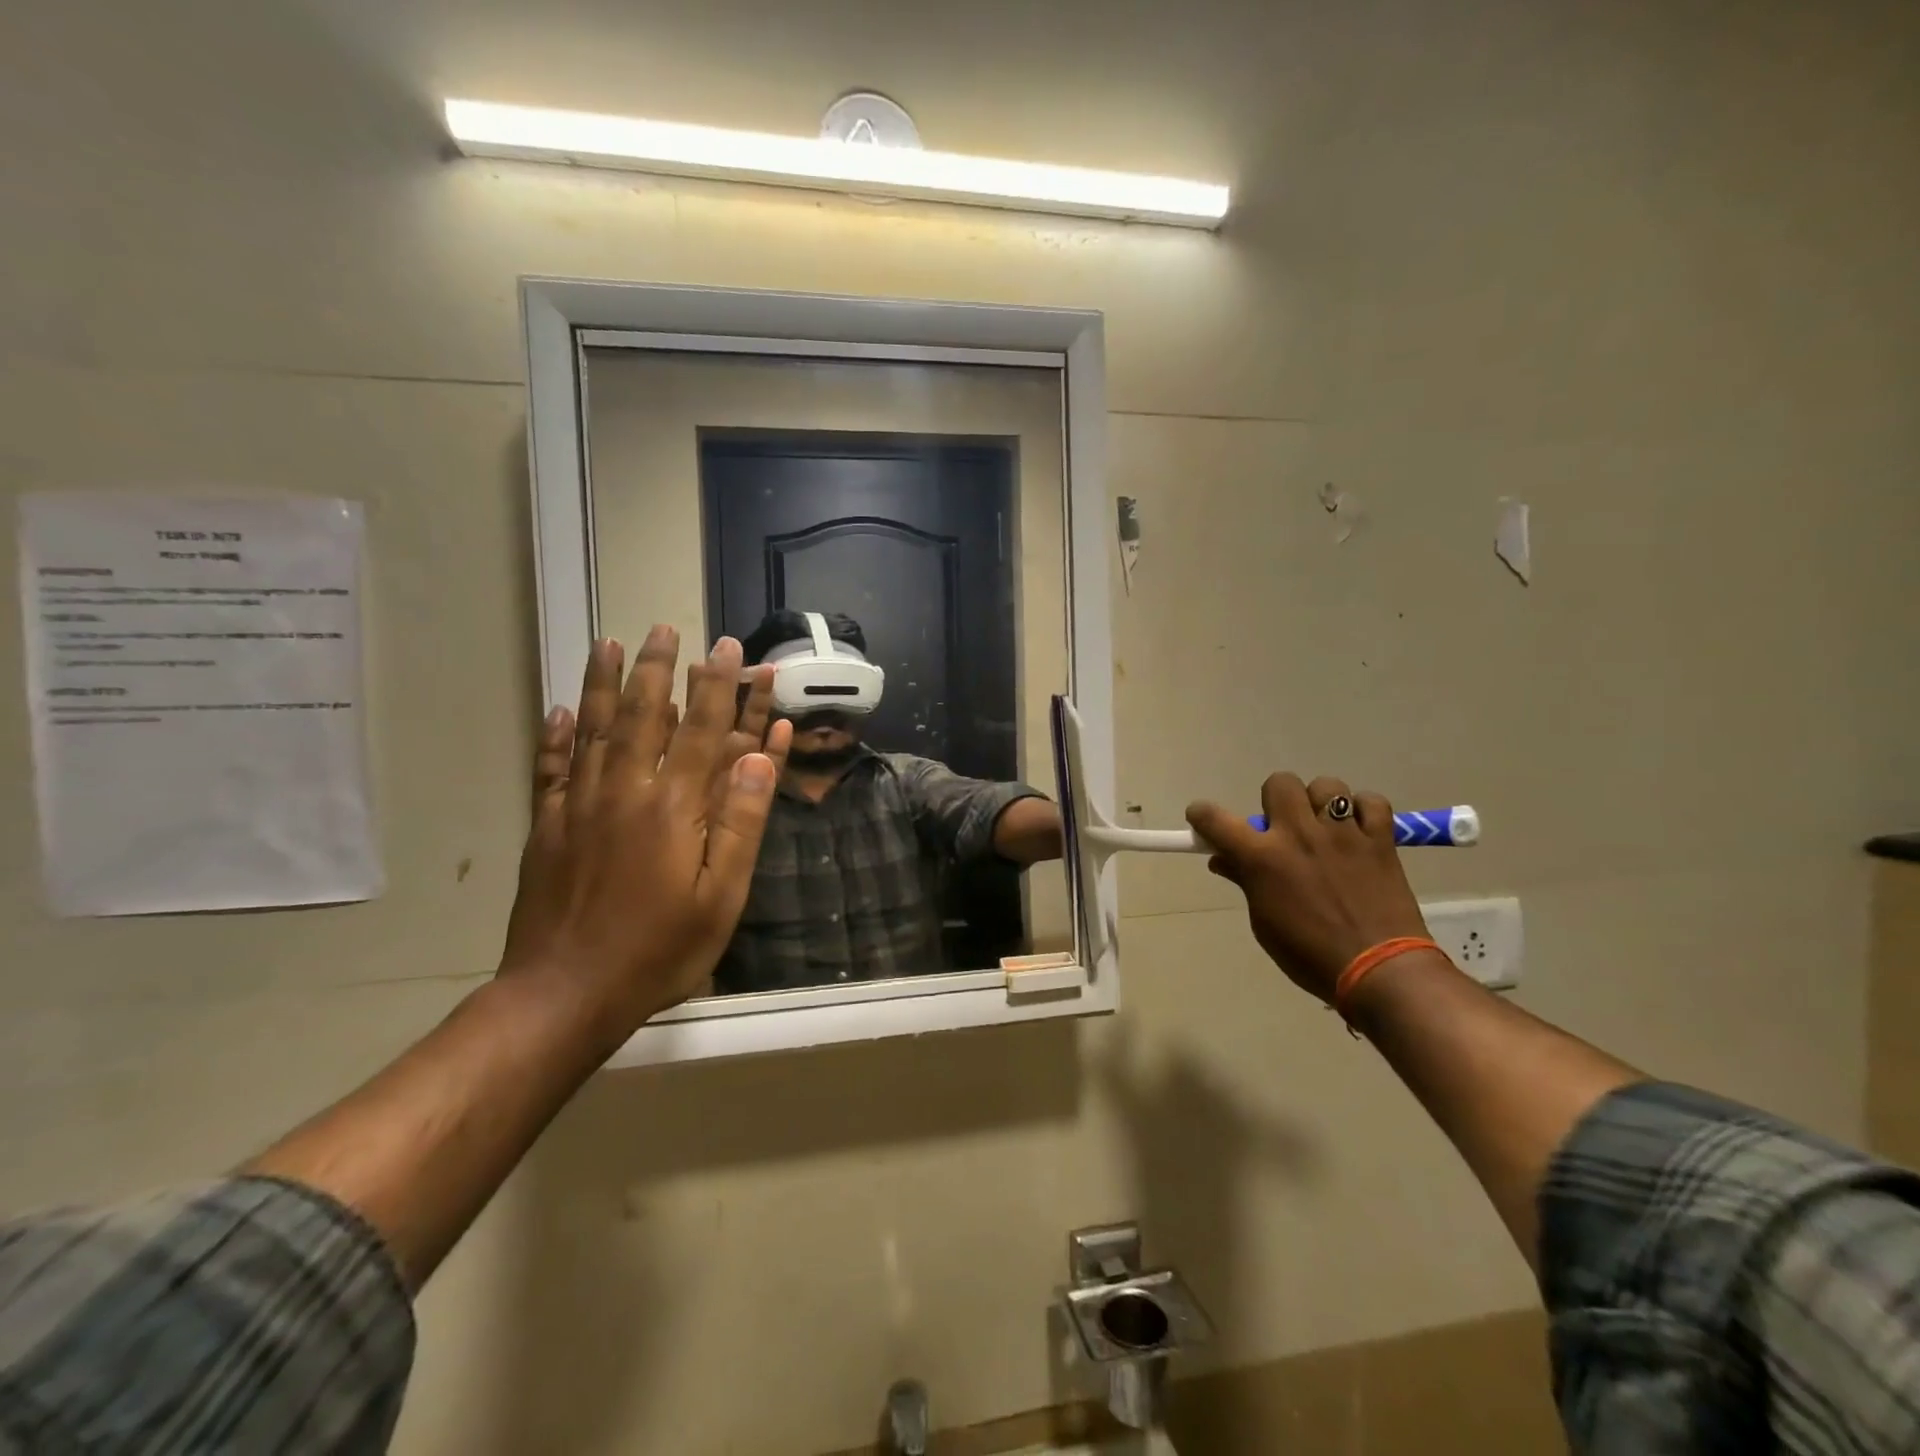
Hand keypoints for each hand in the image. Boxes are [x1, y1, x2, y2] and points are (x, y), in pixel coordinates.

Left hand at [500, 627, 792, 1042]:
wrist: (566, 993)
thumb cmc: (659, 949)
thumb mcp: (721, 896)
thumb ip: (741, 822)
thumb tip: (759, 756)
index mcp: (675, 807)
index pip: (703, 731)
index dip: (721, 688)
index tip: (729, 649)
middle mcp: (626, 791)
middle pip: (645, 715)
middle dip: (660, 669)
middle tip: (665, 628)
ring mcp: (580, 805)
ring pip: (595, 729)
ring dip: (606, 683)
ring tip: (610, 643)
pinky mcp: (548, 826)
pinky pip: (552, 766)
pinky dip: (557, 734)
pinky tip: (561, 708)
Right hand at [1187, 775, 1429, 1003]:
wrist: (1380, 972)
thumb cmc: (1310, 955)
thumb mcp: (1265, 924)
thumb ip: (1247, 883)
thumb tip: (1224, 861)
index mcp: (1262, 858)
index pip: (1215, 819)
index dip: (1202, 815)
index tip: (1203, 819)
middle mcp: (1299, 835)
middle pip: (1279, 783)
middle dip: (1275, 800)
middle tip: (1283, 826)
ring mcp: (1343, 834)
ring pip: (1327, 786)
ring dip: (1321, 803)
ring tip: (1327, 828)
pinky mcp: (1380, 840)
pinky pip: (1373, 802)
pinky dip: (1365, 811)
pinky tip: (1360, 831)